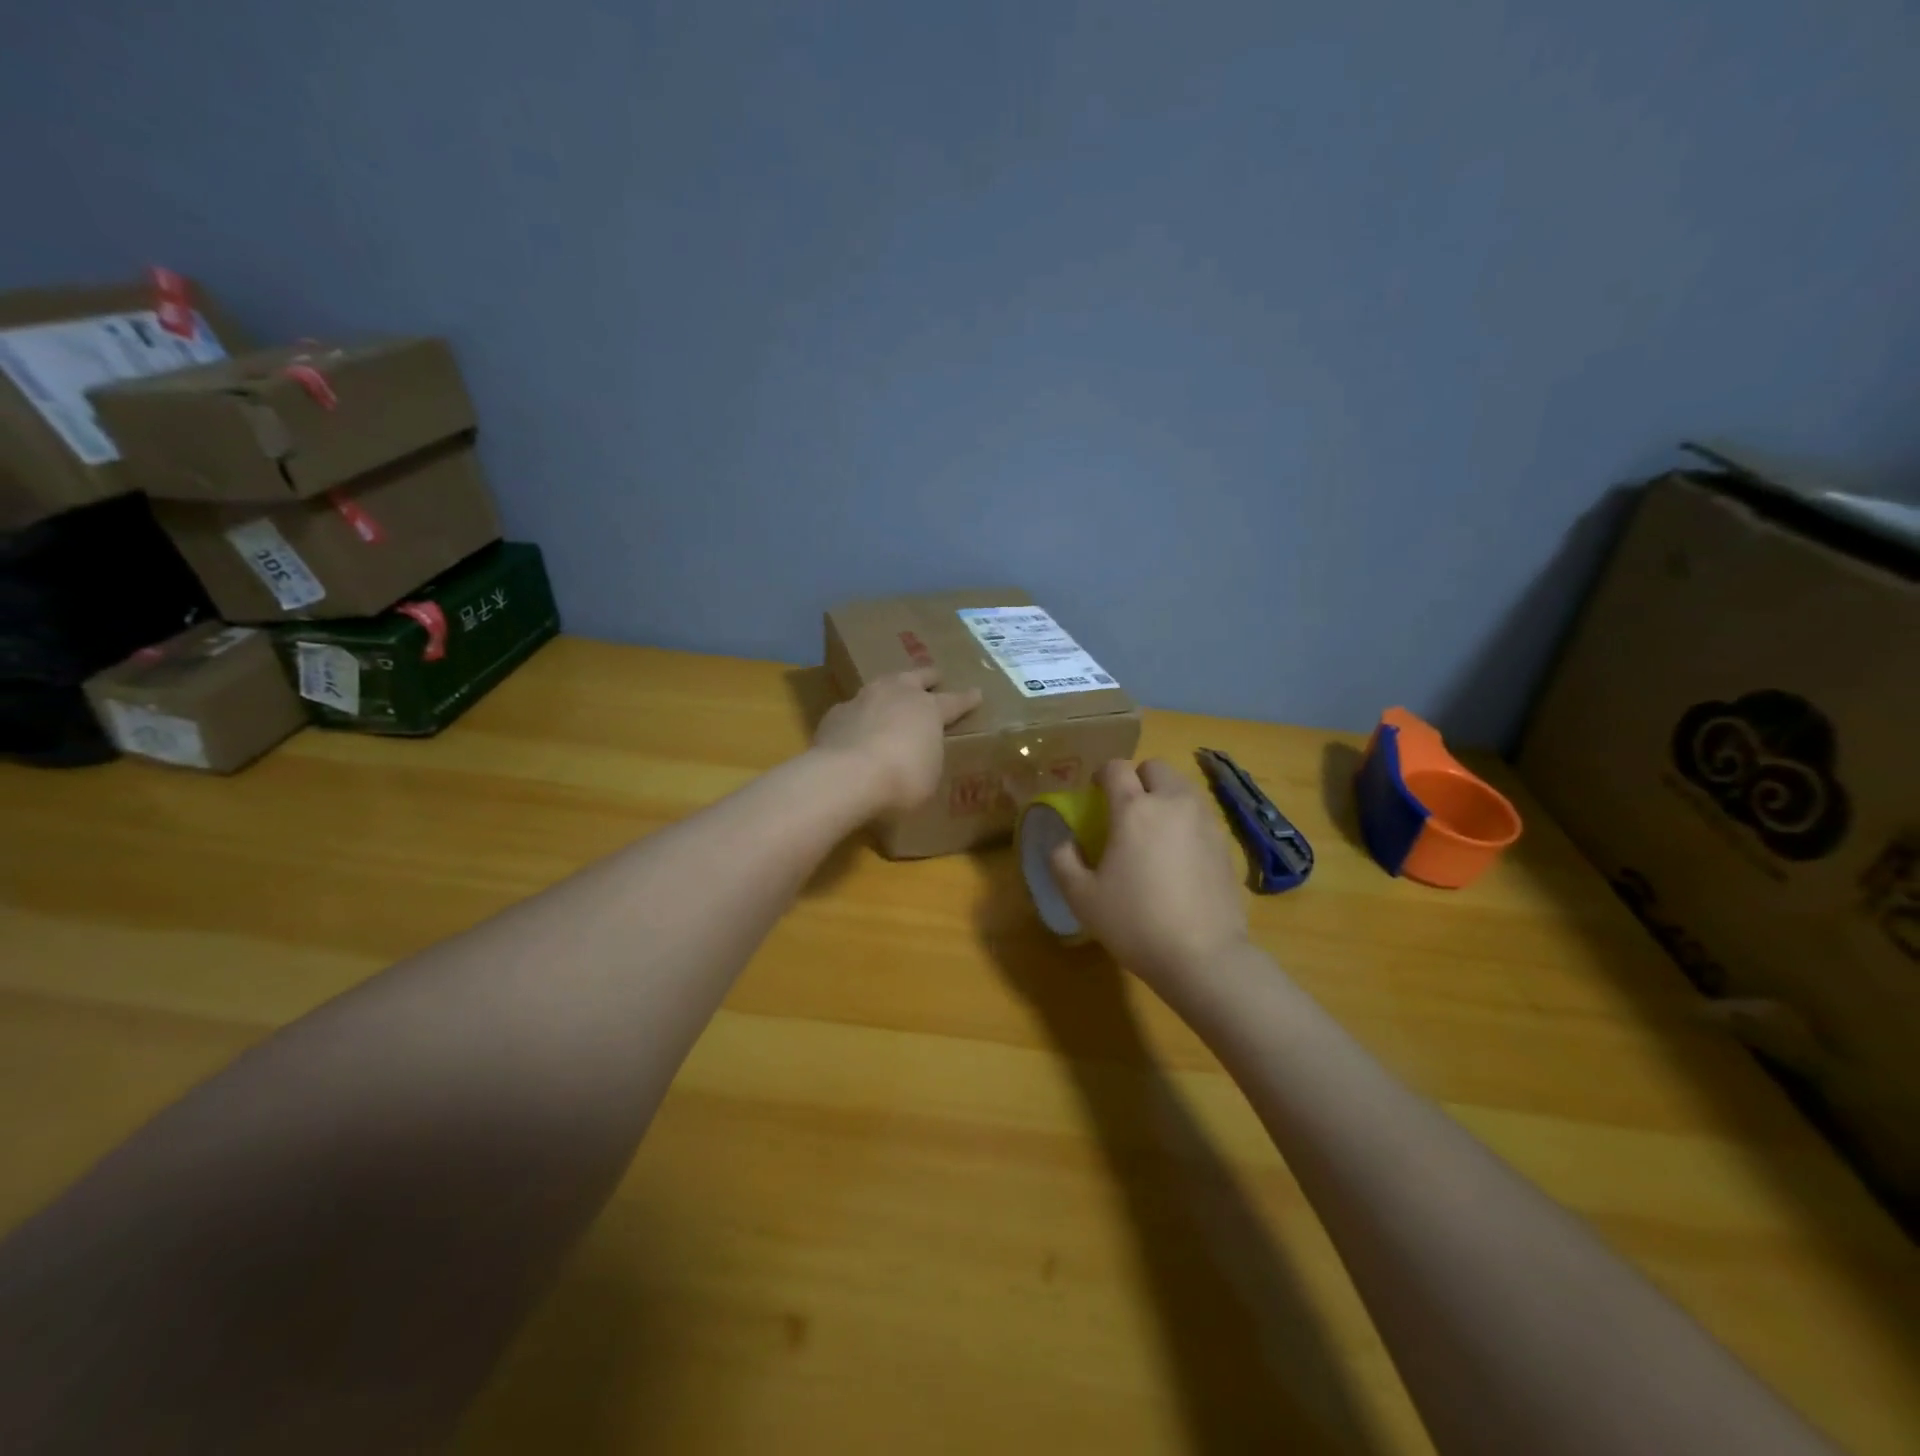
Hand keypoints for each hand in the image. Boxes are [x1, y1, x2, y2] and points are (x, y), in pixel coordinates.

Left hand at [813, 669, 981, 814]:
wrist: (846, 775)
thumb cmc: (902, 779)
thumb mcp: (929, 776)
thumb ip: (928, 758)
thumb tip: (921, 756)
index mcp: (929, 709)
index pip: (955, 701)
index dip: (967, 699)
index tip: (977, 692)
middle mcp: (898, 694)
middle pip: (917, 677)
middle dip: (929, 677)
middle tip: (935, 676)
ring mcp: (864, 699)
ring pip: (882, 685)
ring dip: (890, 689)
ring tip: (892, 694)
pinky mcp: (836, 713)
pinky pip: (854, 709)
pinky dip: (861, 716)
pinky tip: (858, 726)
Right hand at [1048, 759, 1249, 990]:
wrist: (1204, 956)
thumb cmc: (1135, 922)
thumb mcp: (1082, 898)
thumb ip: (1063, 861)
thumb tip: (1064, 841)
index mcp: (1134, 809)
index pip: (1116, 768)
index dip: (1102, 774)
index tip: (1095, 792)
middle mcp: (1172, 803)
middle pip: (1155, 767)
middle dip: (1138, 778)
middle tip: (1126, 808)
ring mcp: (1205, 821)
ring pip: (1183, 787)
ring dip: (1165, 796)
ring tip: (1154, 829)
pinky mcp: (1225, 843)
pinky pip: (1201, 815)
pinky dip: (1186, 820)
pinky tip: (1179, 855)